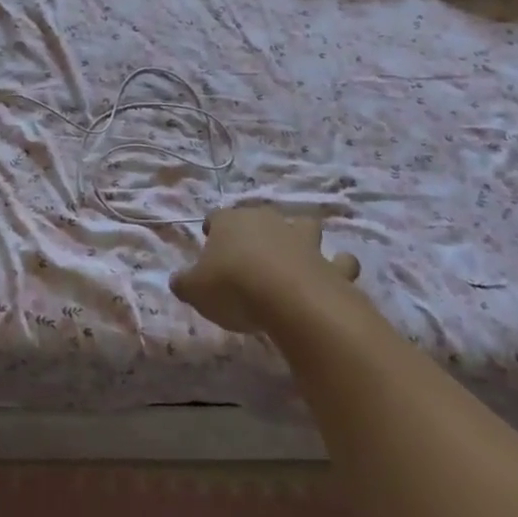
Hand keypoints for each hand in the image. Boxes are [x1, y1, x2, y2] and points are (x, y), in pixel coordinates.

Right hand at [170, 205, 359, 333]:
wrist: (290, 299)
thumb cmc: (233, 287)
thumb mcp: (195, 290)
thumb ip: (184, 283)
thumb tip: (178, 280)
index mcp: (231, 222)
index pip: (217, 217)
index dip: (213, 228)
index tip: (209, 239)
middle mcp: (267, 222)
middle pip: (260, 217)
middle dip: (256, 229)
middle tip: (249, 252)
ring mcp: (302, 240)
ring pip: (305, 226)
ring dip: (302, 237)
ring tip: (297, 255)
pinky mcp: (330, 264)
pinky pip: (339, 262)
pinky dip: (338, 267)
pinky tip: (333, 277)